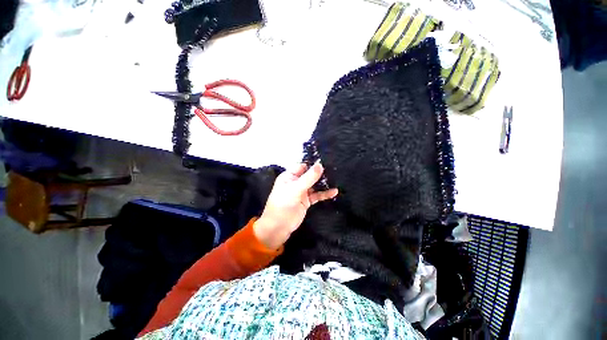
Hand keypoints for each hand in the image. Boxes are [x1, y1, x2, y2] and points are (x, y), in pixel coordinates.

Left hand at [253, 162, 338, 249]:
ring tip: (337, 179)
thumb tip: (320, 165)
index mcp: (289, 176)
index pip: (303, 166)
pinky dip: (325, 194)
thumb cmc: (283, 204)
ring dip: (324, 183)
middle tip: (335, 169)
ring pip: (315, 185)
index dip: (313, 164)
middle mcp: (296, 182)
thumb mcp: (295, 189)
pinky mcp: (307, 201)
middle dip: (321, 173)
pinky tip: (334, 192)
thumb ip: (308, 178)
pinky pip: (317, 195)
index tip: (326, 161)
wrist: (279, 227)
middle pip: (310, 175)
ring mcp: (302, 192)